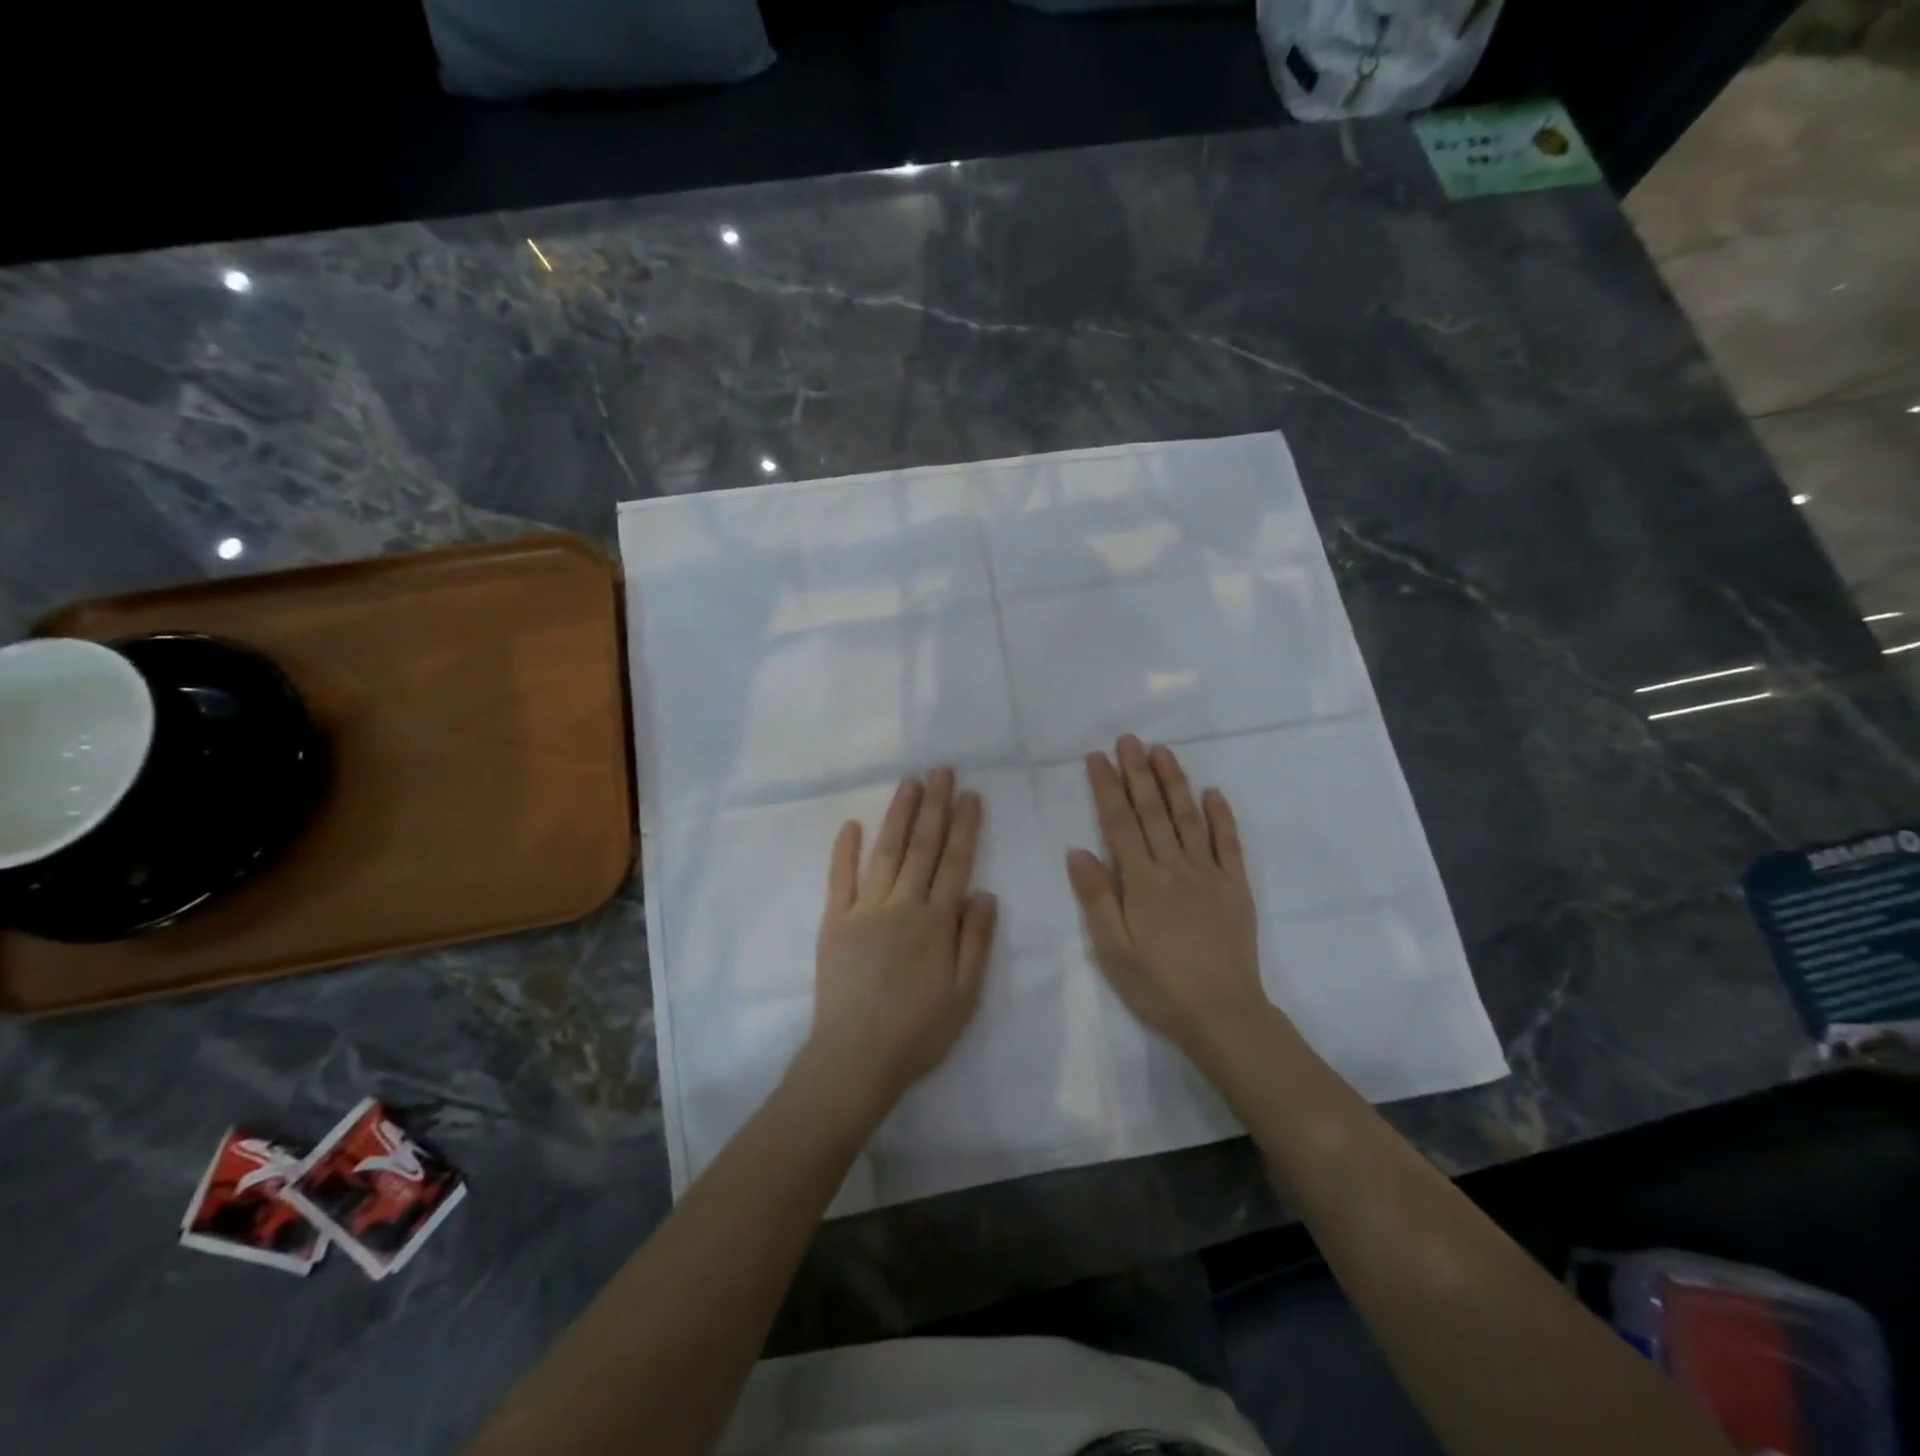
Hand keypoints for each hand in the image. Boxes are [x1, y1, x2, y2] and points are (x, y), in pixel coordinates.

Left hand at [809, 768, 998, 1113]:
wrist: (856, 1057)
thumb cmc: (919, 1030)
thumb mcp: (965, 993)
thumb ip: (976, 939)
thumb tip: (984, 892)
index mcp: (936, 921)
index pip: (955, 862)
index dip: (964, 827)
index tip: (970, 794)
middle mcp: (902, 905)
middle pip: (922, 846)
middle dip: (934, 806)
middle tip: (941, 771)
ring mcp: (864, 910)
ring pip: (886, 852)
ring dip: (899, 815)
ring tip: (910, 783)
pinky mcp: (834, 922)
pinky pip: (840, 878)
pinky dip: (845, 850)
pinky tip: (852, 824)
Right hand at [1066, 735, 1268, 1059]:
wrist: (1223, 1015)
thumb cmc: (1159, 986)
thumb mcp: (1113, 950)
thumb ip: (1095, 898)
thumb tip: (1078, 850)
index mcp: (1141, 881)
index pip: (1120, 823)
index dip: (1107, 788)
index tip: (1098, 757)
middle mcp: (1175, 867)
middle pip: (1153, 811)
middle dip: (1138, 772)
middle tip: (1128, 739)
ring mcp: (1209, 874)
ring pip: (1189, 818)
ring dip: (1174, 782)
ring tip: (1162, 751)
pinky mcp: (1235, 887)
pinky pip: (1230, 844)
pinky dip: (1222, 816)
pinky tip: (1213, 792)